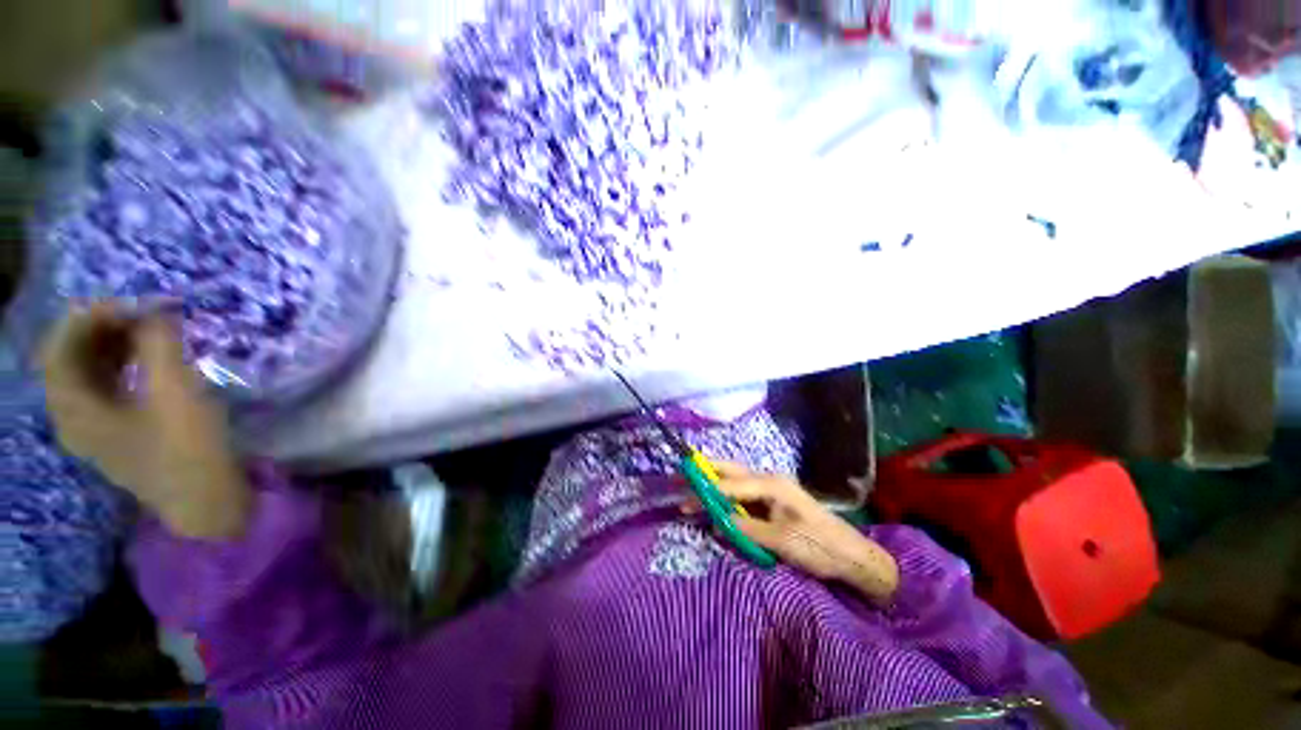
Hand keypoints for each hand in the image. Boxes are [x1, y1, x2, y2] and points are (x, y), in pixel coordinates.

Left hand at [40, 304, 250, 539]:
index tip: (131, 302)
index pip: (60, 347)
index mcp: (73, 410)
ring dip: (114, 343)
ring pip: (89, 371)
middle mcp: (71, 416)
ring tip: (150, 328)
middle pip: (71, 357)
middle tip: (142, 311)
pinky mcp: (116, 430)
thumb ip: (159, 345)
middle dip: (102, 327)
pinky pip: (106, 384)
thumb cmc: (187, 449)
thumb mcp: (175, 392)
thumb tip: (157, 309)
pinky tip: (150, 356)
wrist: (205, 500)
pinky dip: (123, 363)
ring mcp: (93, 426)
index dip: (88, 317)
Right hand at [691, 462, 898, 601]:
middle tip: (682, 472)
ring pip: (735, 481)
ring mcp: (771, 491)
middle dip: (706, 471)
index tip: (685, 496)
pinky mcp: (772, 502)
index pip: (732, 484)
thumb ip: (746, 529)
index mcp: (771, 484)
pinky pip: (743, 496)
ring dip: (714, 483)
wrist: (851, 555)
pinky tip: (715, 503)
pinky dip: (726, 497)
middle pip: (731, 471)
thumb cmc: (818, 545)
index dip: (707, 490)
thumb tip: (716, 524)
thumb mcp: (781, 540)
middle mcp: (768, 481)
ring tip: (691, 485)